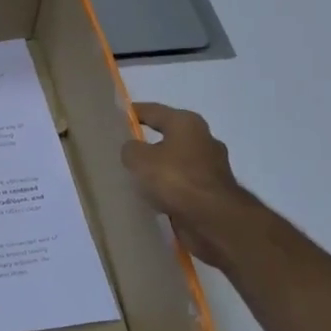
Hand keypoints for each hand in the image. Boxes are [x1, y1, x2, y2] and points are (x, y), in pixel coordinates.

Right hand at [120, 102, 257, 268]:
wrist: (213, 219)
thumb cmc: (175, 179)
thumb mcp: (139, 159)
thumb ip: (131, 149)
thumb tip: (134, 150)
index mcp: (187, 123)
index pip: (153, 111)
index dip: (134, 112)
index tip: (117, 116)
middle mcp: (203, 139)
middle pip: (169, 135)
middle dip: (149, 141)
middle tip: (124, 148)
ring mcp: (212, 166)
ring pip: (177, 161)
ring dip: (161, 167)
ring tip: (137, 176)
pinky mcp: (213, 191)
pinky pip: (184, 183)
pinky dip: (170, 187)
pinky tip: (153, 196)